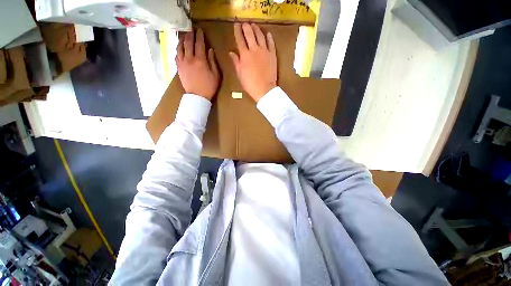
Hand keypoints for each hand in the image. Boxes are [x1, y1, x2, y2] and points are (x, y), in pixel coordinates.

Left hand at [176, 28, 219, 99]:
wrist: (198, 96)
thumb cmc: (209, 87)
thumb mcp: (216, 75)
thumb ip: (213, 61)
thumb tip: (210, 50)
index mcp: (200, 60)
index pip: (199, 43)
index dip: (199, 36)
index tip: (200, 30)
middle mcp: (189, 58)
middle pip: (188, 43)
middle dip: (190, 34)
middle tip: (191, 29)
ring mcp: (182, 63)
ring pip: (180, 47)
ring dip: (182, 40)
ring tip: (183, 36)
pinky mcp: (178, 68)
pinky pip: (176, 55)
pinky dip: (178, 50)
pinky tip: (179, 48)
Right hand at [230, 23, 276, 102]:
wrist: (265, 89)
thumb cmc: (250, 84)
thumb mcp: (240, 74)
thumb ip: (236, 62)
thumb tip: (231, 52)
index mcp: (245, 55)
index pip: (240, 39)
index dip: (237, 31)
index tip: (236, 25)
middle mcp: (254, 50)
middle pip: (250, 34)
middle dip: (246, 27)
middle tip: (244, 23)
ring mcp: (265, 51)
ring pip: (260, 36)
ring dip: (256, 29)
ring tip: (254, 25)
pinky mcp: (272, 55)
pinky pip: (271, 43)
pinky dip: (269, 37)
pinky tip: (268, 34)